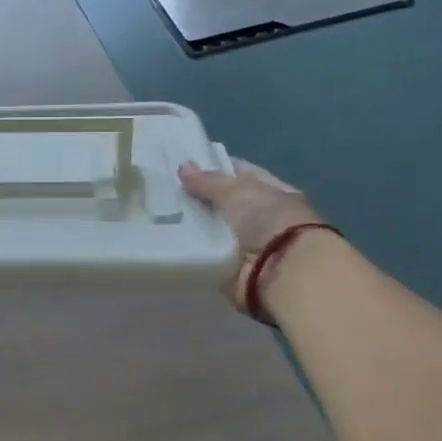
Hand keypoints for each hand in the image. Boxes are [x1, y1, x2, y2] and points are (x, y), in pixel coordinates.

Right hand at [179, 160, 327, 316]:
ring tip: (159, 214)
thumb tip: (184, 167)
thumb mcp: (238, 191)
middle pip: (224, 204)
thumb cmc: (269, 222)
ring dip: (192, 225)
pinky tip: (166, 240)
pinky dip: (191, 250)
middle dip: (198, 199)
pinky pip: (206, 254)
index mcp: (273, 193)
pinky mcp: (232, 269)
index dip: (216, 168)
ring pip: (212, 229)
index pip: (242, 174)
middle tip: (164, 190)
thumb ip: (209, 181)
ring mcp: (247, 245)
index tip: (185, 166)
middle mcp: (262, 218)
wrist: (282, 273)